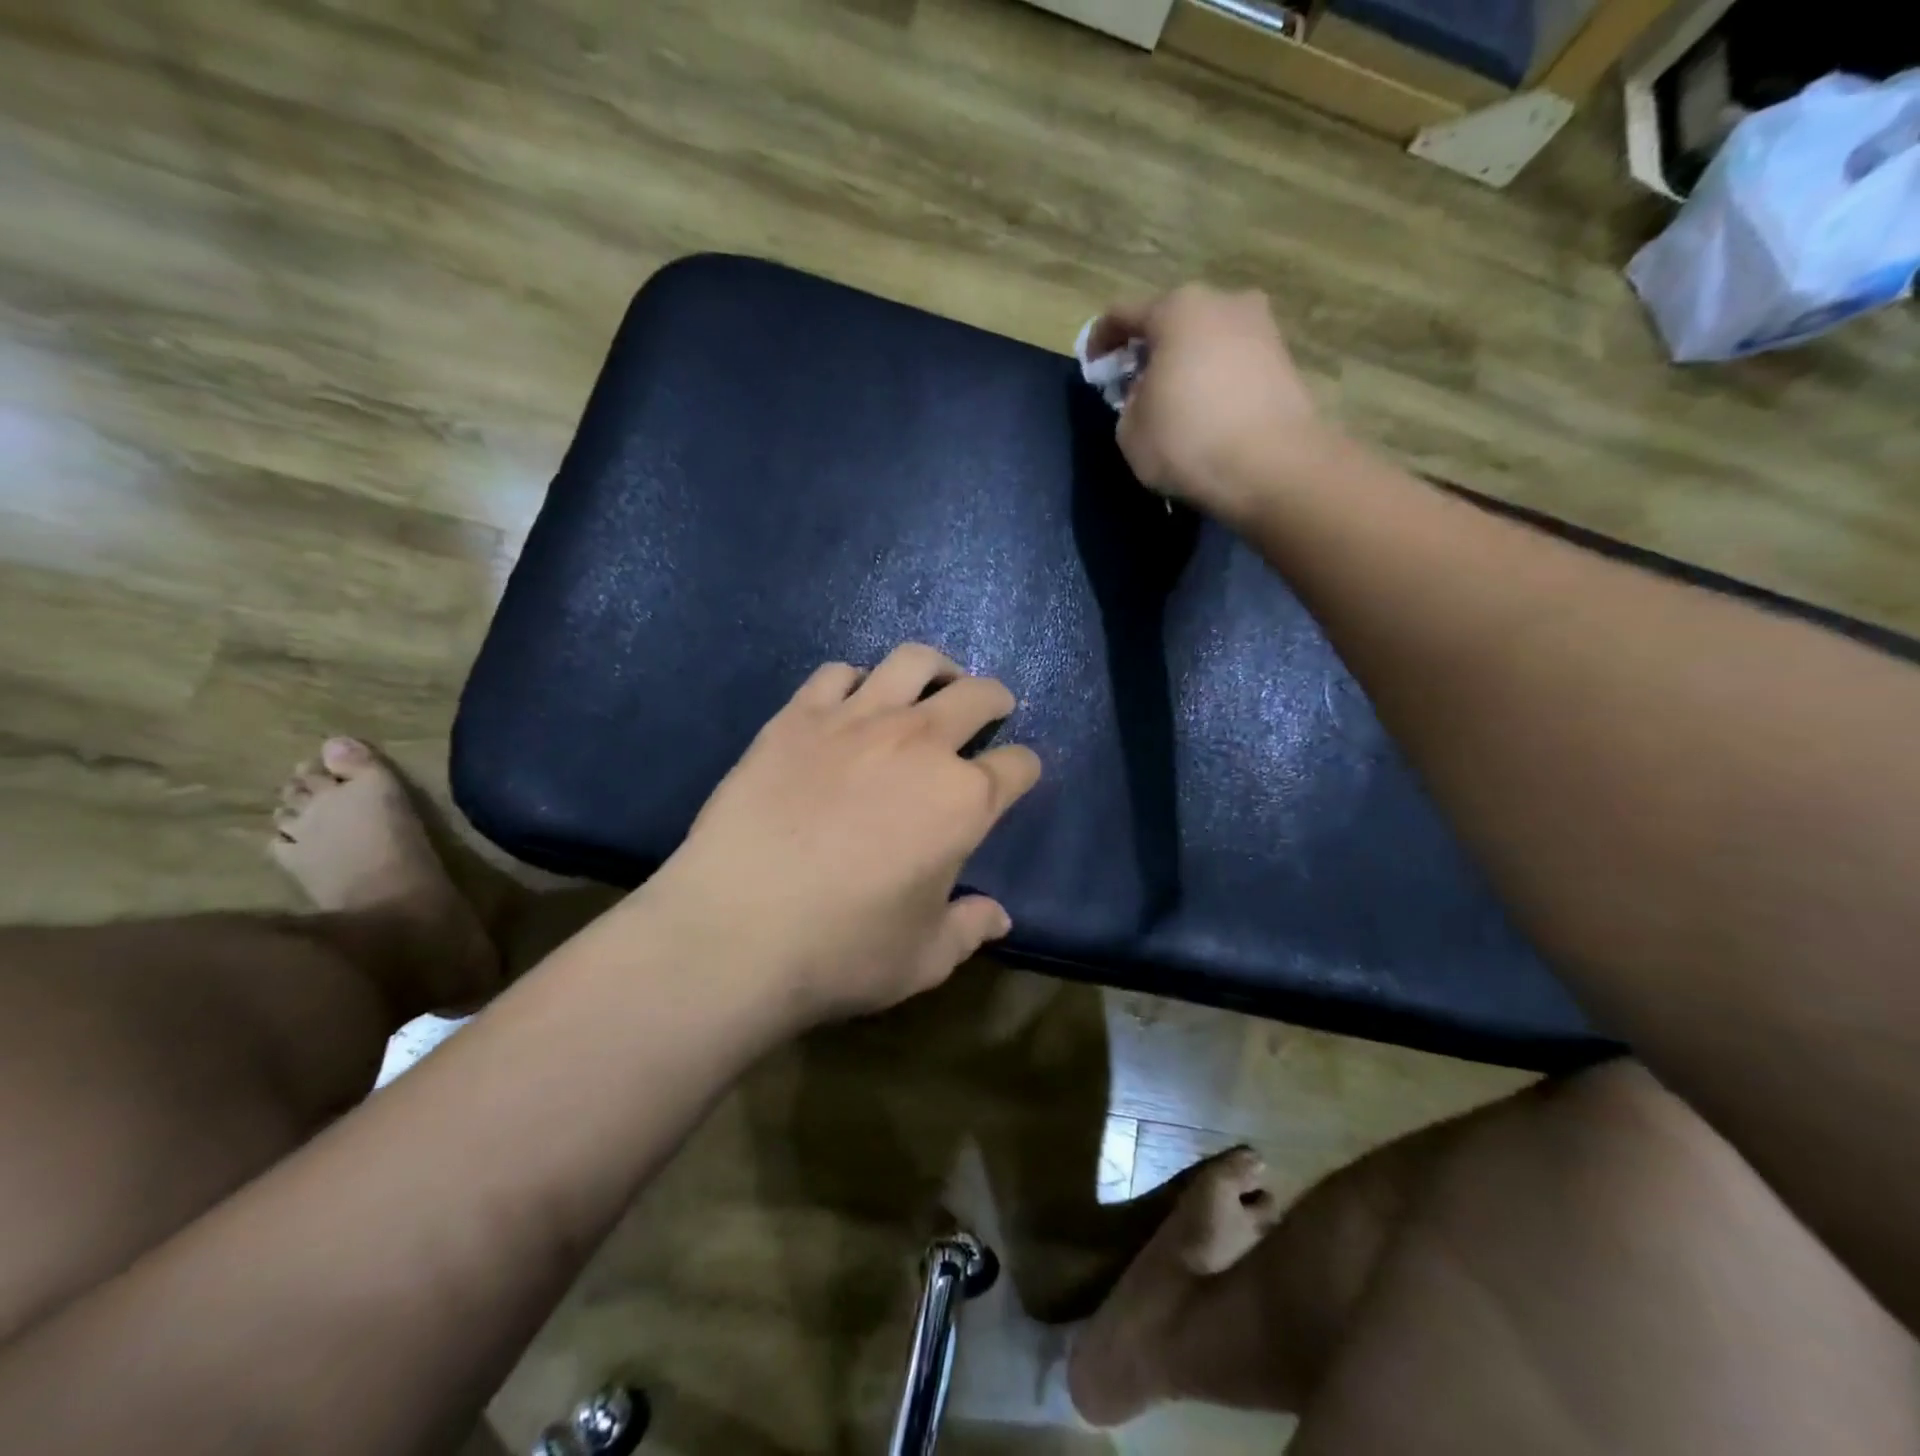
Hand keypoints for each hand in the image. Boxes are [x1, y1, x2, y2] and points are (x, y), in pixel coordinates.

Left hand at [640, 644, 1041, 1026]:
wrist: (735, 932)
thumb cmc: (842, 951)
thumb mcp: (924, 958)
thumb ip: (969, 929)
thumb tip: (1000, 918)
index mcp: (963, 800)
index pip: (1018, 766)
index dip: (1023, 770)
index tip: (1016, 776)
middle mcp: (920, 744)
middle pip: (977, 695)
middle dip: (995, 699)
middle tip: (992, 707)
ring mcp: (856, 721)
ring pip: (912, 663)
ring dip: (935, 668)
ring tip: (933, 681)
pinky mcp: (798, 717)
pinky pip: (837, 673)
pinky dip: (856, 680)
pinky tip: (852, 701)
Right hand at [1090, 285, 1336, 523]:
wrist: (1272, 468)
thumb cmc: (1187, 441)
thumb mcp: (1130, 430)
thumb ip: (1128, 401)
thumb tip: (1146, 393)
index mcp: (1178, 309)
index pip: (1124, 314)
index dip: (1100, 340)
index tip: (1093, 367)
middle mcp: (1224, 302)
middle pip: (1172, 321)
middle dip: (1150, 351)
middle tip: (1134, 387)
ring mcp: (1262, 328)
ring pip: (1207, 340)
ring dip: (1185, 365)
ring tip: (1172, 404)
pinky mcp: (1284, 360)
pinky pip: (1233, 364)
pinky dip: (1214, 381)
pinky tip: (1205, 414)